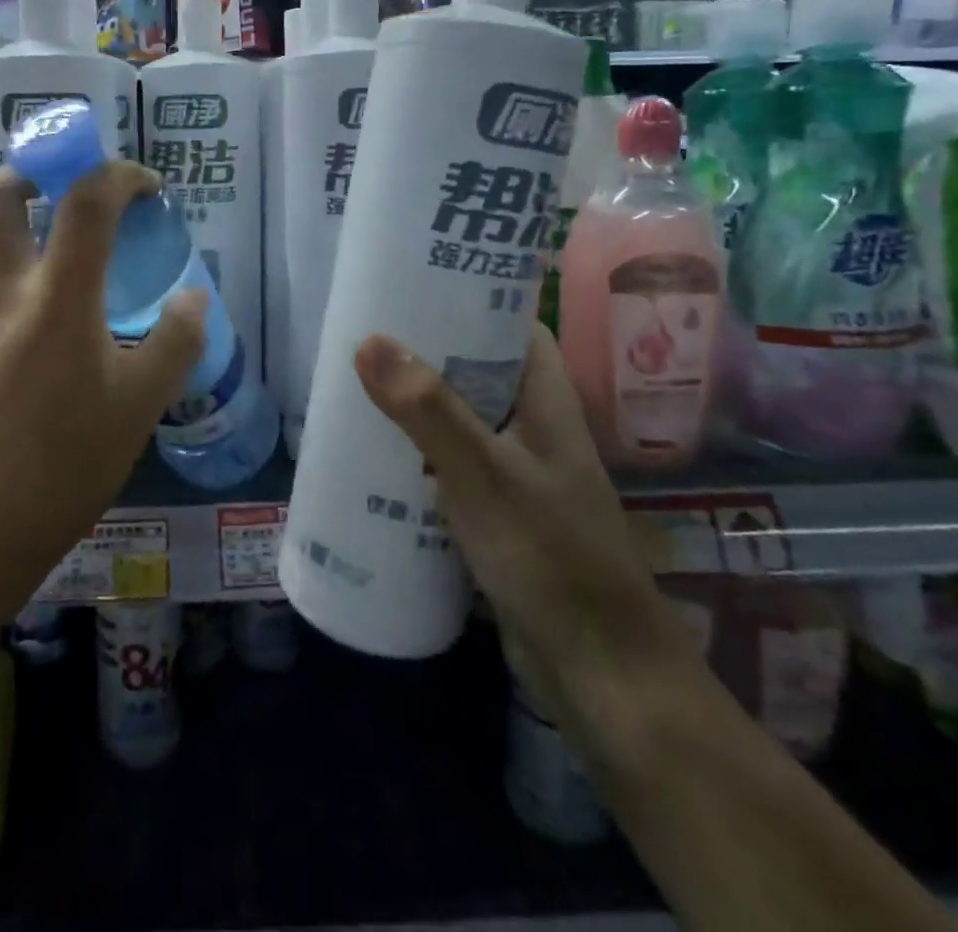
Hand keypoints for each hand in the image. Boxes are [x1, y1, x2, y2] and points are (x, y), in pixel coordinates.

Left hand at [0, 164, 205, 673]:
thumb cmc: (66, 463)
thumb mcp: (141, 405)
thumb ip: (176, 340)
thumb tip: (193, 297)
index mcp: (57, 296)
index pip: (85, 200)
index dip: (120, 175)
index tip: (148, 190)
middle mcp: (6, 291)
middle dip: (35, 172)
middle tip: (73, 191)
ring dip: (35, 236)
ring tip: (84, 276)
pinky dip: (28, 285)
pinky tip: (56, 338)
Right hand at [353, 327, 695, 721]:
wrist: (600, 673)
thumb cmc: (549, 558)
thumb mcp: (482, 474)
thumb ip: (428, 410)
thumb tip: (369, 340)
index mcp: (546, 403)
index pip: (514, 328)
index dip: (471, 299)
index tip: (415, 284)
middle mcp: (534, 430)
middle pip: (480, 371)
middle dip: (428, 353)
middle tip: (366, 335)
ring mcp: (517, 475)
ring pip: (462, 421)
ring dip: (418, 406)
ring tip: (357, 386)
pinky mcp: (498, 516)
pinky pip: (452, 468)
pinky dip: (418, 456)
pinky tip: (376, 459)